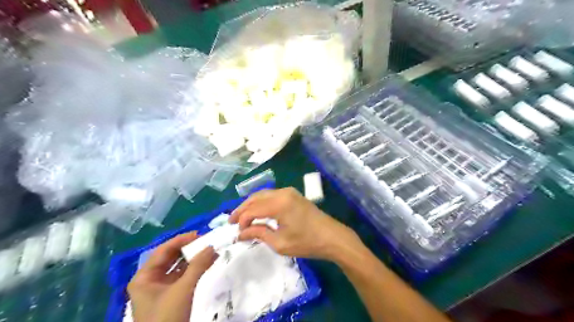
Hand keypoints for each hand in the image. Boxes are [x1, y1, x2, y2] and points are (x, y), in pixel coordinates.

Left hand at [128, 231, 217, 321]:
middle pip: (170, 258)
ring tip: (209, 251)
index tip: (200, 234)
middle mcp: (150, 280)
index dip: (181, 240)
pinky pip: (182, 277)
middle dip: (188, 249)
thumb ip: (198, 265)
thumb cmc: (167, 317)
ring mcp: (160, 289)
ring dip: (193, 259)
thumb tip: (211, 246)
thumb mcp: (183, 289)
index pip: (163, 250)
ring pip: (177, 267)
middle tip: (206, 242)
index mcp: (144, 277)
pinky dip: (194, 270)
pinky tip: (207, 264)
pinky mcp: (171, 297)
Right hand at [230, 189, 359, 260]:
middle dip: (242, 209)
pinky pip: (272, 195)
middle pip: (255, 197)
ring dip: (251, 204)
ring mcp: (289, 192)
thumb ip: (259, 234)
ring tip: (241, 217)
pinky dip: (261, 202)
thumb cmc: (307, 242)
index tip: (237, 233)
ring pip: (263, 194)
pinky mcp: (293, 195)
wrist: (332, 237)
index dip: (242, 220)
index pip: (253, 209)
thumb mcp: (280, 242)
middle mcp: (282, 192)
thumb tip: (240, 234)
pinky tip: (257, 211)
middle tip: (231, 221)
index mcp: (279, 203)